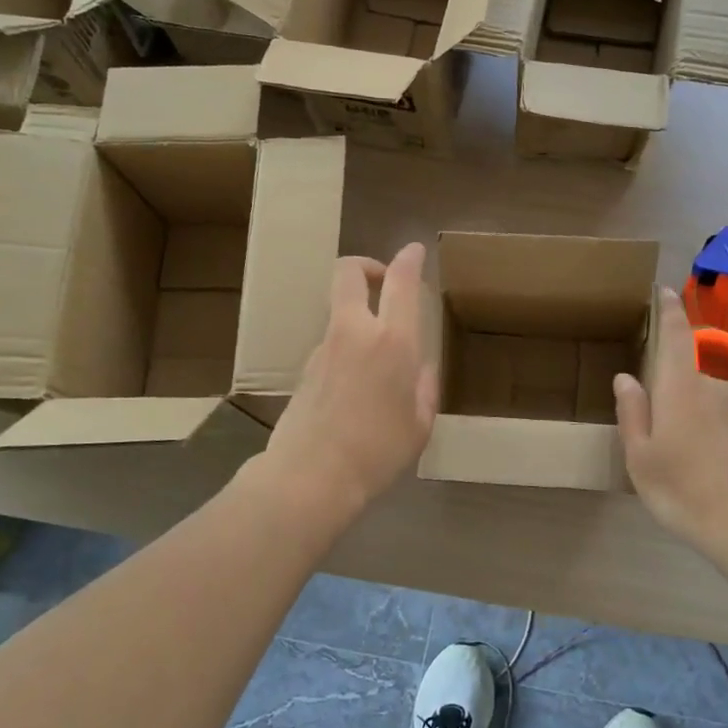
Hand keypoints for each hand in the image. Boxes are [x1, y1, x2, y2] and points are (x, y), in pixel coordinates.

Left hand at [262, 243, 436, 515]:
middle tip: (383, 282)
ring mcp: (324, 348)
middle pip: (349, 273)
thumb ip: (423, 388)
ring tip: (376, 356)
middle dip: (366, 266)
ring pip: (340, 311)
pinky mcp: (305, 368)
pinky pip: (331, 345)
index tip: (415, 252)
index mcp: (393, 342)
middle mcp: (355, 333)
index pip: (400, 282)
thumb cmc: (378, 451)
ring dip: (357, 316)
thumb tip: (421, 369)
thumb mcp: (419, 424)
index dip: (409, 259)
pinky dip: (346, 350)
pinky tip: (356, 387)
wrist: (311, 476)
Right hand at [616, 288, 727, 551]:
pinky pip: (724, 423)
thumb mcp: (641, 457)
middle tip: (656, 440)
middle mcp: (713, 387)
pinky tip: (706, 473)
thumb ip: (633, 413)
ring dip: (691, 421)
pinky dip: (711, 437)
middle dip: (670, 397)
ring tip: (681, 465)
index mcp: (681, 387)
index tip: (664, 290)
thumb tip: (626, 378)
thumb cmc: (684, 489)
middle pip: (686, 378)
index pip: (676, 335)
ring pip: (705, 404)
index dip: (669, 310)